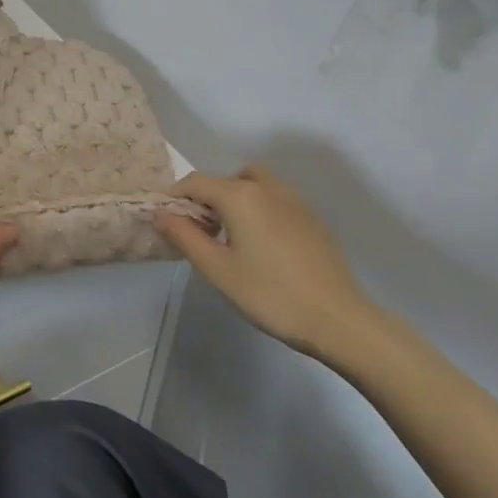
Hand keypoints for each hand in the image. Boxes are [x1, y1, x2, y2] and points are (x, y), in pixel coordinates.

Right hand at [154, 167, 374, 356]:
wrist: (336, 317)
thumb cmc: (269, 294)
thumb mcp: (218, 270)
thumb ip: (185, 237)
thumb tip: (161, 214)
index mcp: (240, 196)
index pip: (195, 182)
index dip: (175, 197)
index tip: (167, 222)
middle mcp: (267, 187)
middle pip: (227, 179)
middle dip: (208, 198)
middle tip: (202, 233)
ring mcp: (294, 199)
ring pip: (254, 186)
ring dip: (235, 201)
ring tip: (232, 239)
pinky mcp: (311, 216)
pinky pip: (275, 200)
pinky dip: (259, 209)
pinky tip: (263, 247)